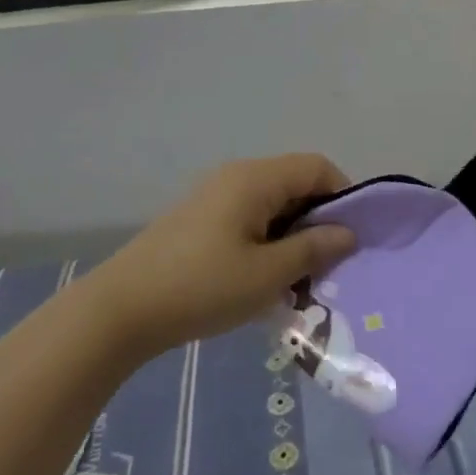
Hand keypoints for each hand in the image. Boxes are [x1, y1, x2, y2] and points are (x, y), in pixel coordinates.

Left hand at [88, 155, 356, 358]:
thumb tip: (348, 232)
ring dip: (293, 235)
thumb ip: (313, 249)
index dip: (343, 196)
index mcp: (255, 178)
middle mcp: (237, 176)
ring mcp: (216, 196)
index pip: (316, 167)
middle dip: (319, 221)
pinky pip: (250, 218)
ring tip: (299, 280)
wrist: (123, 307)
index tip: (352, 239)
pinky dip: (268, 241)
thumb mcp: (267, 274)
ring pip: (273, 204)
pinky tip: (265, 279)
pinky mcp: (202, 218)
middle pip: (295, 183)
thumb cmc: (202, 287)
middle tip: (328, 266)